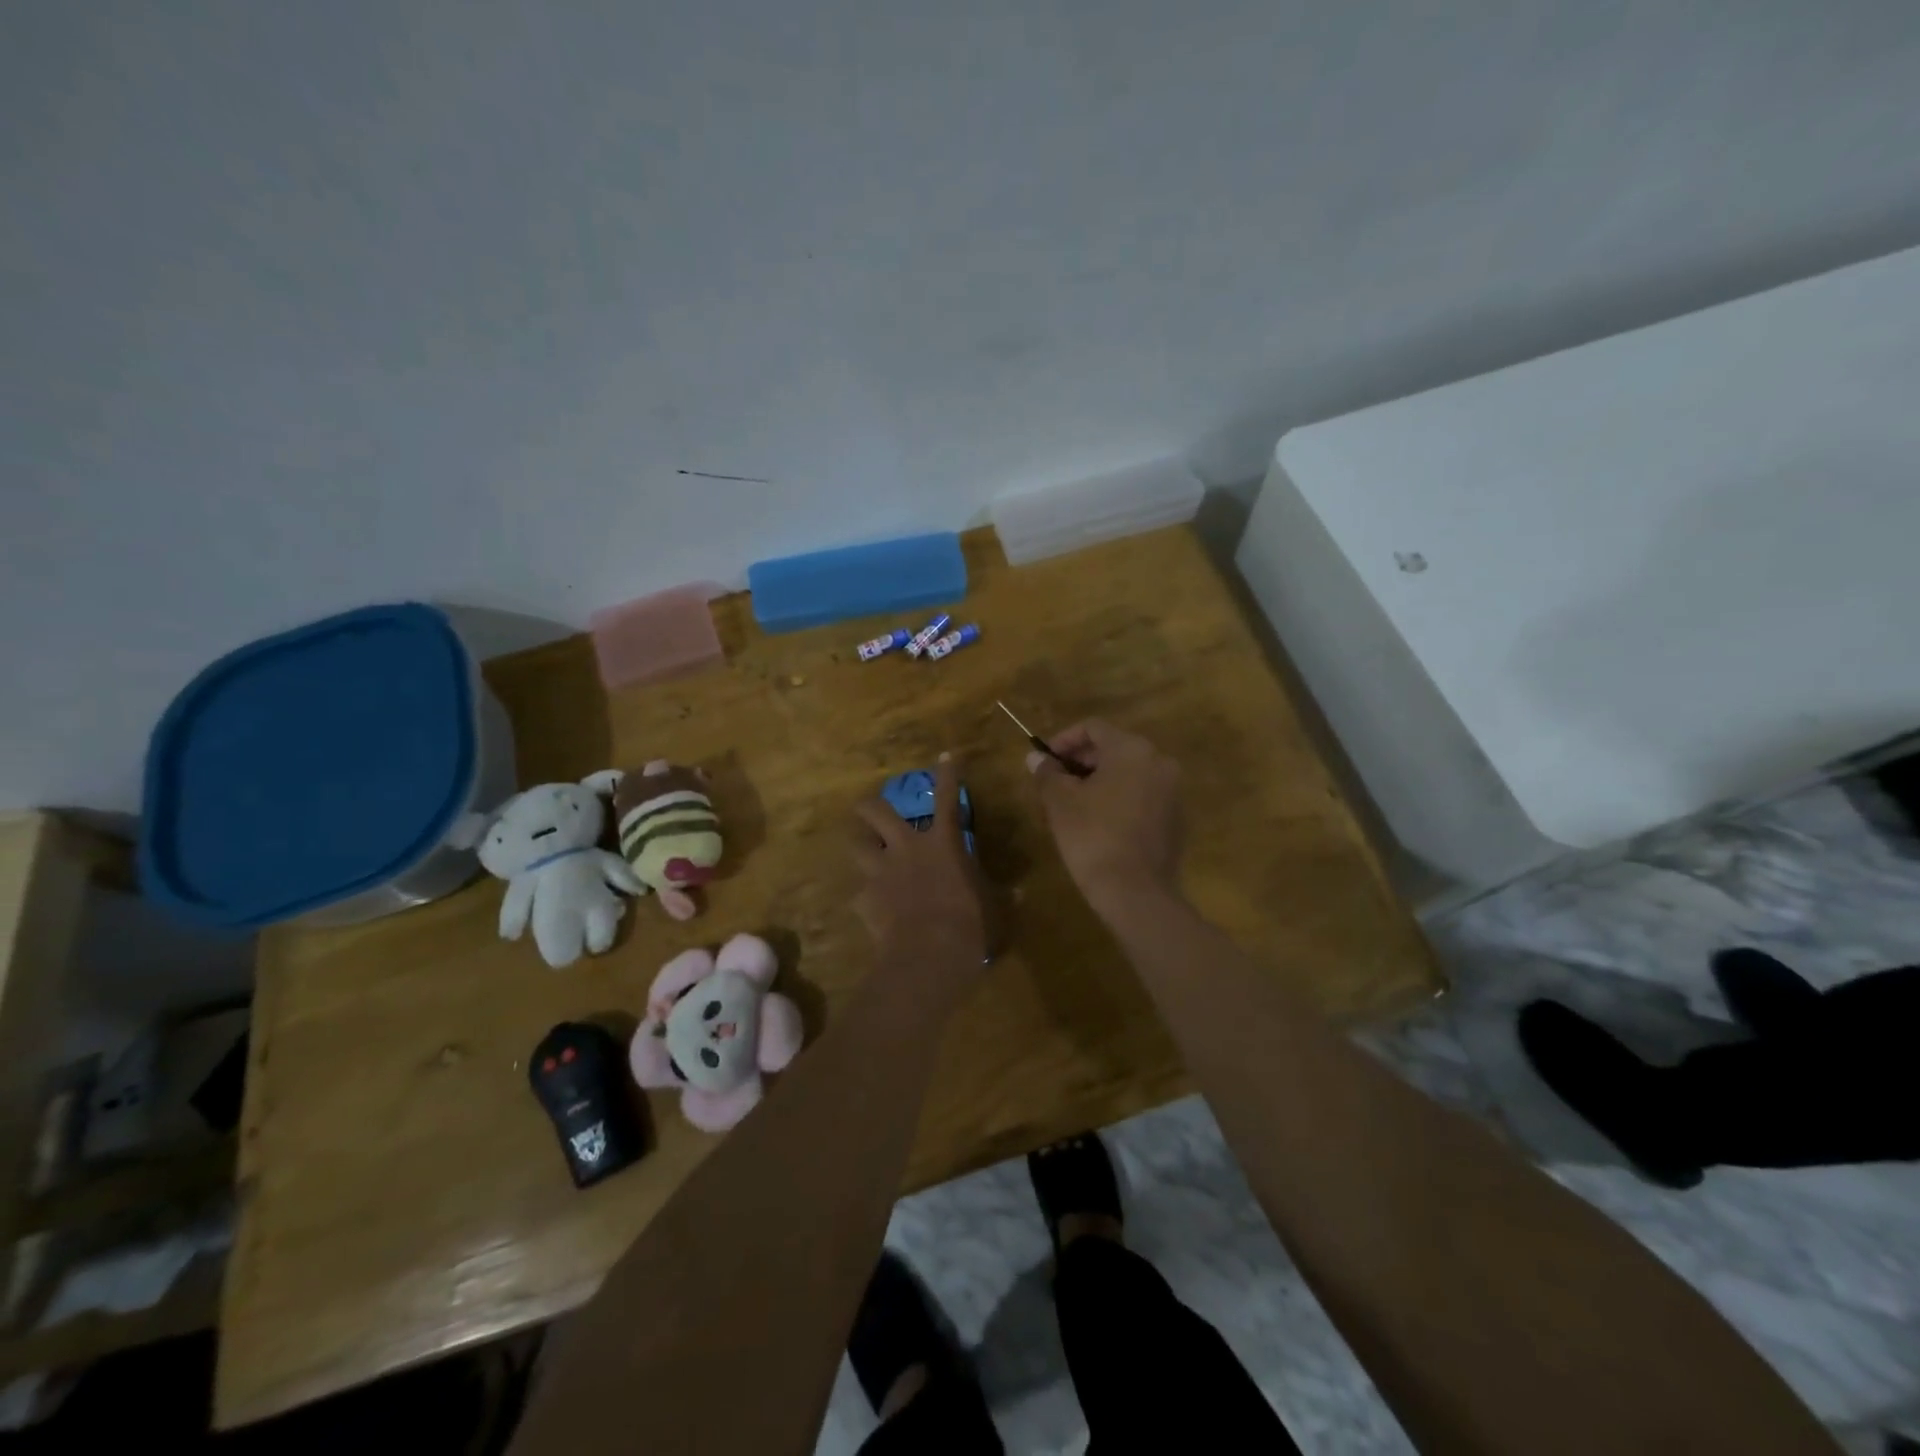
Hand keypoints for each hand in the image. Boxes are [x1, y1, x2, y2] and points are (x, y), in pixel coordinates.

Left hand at [849, 754, 991, 976]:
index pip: (947, 797)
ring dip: (860, 843)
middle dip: (870, 804)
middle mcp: (906, 848)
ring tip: (863, 848)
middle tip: (871, 807)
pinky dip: (866, 895)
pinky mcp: (865, 898)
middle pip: (875, 811)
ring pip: (856, 844)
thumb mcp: (994, 908)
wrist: (929, 955)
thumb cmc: (971, 925)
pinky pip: (860, 891)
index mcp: (942, 843)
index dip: (947, 773)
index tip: (944, 756)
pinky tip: (873, 906)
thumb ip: (1001, 896)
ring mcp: (880, 872)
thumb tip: (1018, 893)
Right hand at [1028, 719, 1183, 912]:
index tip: (1044, 760)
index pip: (1093, 728)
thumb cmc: (1092, 836)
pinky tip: (1097, 822)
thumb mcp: (1060, 802)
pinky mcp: (1175, 818)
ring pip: (1127, 774)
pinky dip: (1118, 799)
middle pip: (1113, 748)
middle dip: (1080, 762)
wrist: (1135, 892)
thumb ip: (1047, 773)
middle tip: (1054, 782)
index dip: (1063, 739)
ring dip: (1098, 781)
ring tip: (1071, 804)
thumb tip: (1035, 757)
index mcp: (1131, 749)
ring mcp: (1172, 791)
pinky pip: (1141, 796)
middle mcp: (1158, 762)